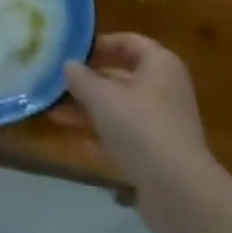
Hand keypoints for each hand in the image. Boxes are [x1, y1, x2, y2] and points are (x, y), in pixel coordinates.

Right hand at [56, 33, 213, 232]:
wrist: (177, 190)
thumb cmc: (140, 126)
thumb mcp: (102, 97)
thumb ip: (81, 79)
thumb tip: (68, 65)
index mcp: (160, 65)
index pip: (129, 42)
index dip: (100, 44)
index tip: (71, 51)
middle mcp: (164, 90)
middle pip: (121, 78)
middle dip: (87, 83)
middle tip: (55, 84)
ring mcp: (162, 124)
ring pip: (119, 110)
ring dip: (88, 111)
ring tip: (54, 114)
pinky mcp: (157, 155)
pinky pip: (124, 138)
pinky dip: (101, 138)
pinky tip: (75, 142)